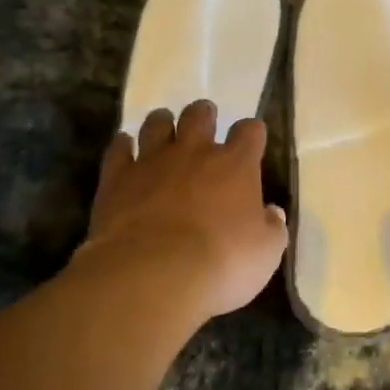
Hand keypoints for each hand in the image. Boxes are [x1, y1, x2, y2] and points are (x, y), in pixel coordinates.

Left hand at [81, 100, 287, 321]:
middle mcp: (195, 152)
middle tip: (204, 125)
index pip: (249, 131)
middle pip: (199, 115)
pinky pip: (118, 149)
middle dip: (204, 115)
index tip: (251, 141)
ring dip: (162, 124)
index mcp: (236, 165)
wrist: (152, 275)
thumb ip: (272, 228)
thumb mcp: (266, 253)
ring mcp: (153, 161)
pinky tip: (125, 149)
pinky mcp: (117, 179)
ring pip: (157, 124)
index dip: (251, 133)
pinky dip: (123, 146)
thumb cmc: (221, 263)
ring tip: (164, 131)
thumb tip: (271, 213)